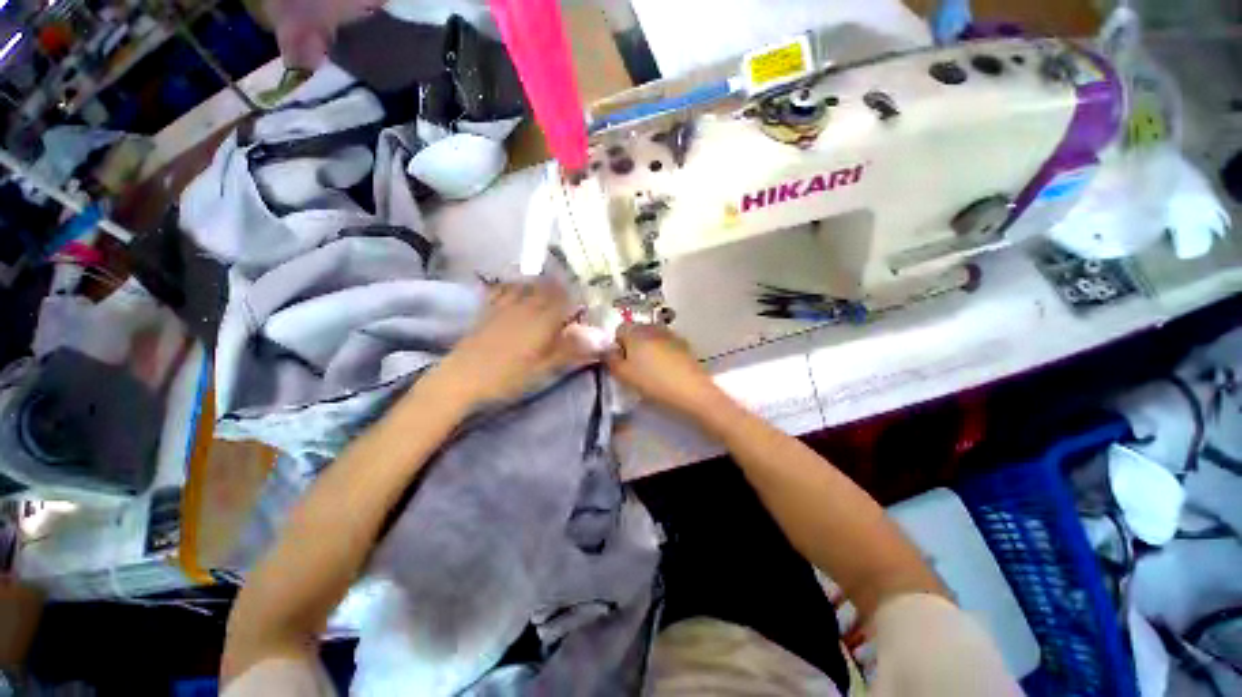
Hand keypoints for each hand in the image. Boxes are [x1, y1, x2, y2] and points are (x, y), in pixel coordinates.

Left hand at [428, 282, 589, 408]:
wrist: (462, 379)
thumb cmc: (509, 377)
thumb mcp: (546, 368)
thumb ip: (573, 350)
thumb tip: (602, 339)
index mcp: (543, 318)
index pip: (567, 299)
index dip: (578, 301)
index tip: (585, 310)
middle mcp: (526, 305)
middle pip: (548, 288)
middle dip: (562, 290)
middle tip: (569, 303)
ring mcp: (505, 305)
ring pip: (528, 285)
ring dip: (541, 286)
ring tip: (548, 293)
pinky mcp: (488, 310)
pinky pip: (504, 289)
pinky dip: (515, 287)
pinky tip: (517, 290)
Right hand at [604, 323, 730, 421]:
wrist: (691, 390)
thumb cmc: (652, 382)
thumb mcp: (623, 375)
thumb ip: (610, 360)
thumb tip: (607, 350)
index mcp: (635, 332)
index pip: (619, 330)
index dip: (617, 345)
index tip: (621, 362)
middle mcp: (652, 327)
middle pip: (636, 332)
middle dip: (633, 345)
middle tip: (634, 367)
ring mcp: (670, 334)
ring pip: (652, 338)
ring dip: (648, 349)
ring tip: (651, 369)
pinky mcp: (684, 344)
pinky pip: (666, 344)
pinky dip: (663, 353)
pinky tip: (666, 370)